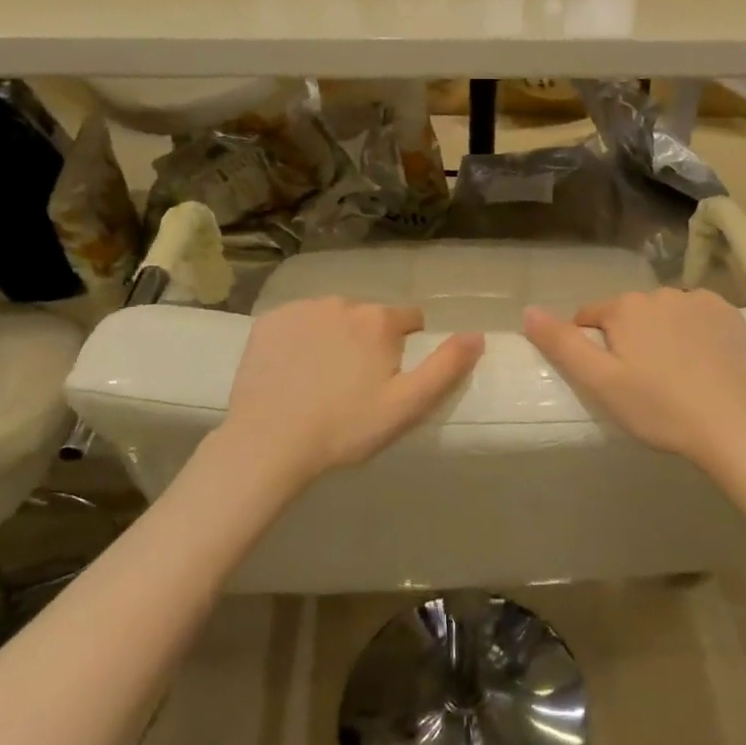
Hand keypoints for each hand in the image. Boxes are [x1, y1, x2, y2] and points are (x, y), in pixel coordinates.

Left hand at [223, 298, 483, 483]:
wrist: (267, 442)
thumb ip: (446, 367)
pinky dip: (301, 339)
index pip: (410, 319)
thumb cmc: (345, 428)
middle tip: (355, 386)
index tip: (390, 380)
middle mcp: (343, 302)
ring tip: (322, 380)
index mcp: (379, 320)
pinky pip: (298, 322)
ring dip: (336, 337)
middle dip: (370, 342)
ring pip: (333, 317)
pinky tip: (293, 372)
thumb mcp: (407, 405)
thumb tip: (477, 335)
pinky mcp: (269, 321)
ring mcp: (302, 309)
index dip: (406, 348)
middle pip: (370, 317)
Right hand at [523, 289, 745, 468]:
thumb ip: (562, 344)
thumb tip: (528, 310)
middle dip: (628, 340)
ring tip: (674, 376)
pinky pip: (697, 316)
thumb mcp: (600, 383)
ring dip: (661, 334)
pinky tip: (702, 363)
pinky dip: (693, 333)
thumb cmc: (659, 408)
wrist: (734, 425)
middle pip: (628, 314)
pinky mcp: (729, 313)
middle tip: (640, 383)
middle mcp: (660, 292)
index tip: (607, 380)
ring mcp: (699, 300)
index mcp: (625, 307)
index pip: (590, 318)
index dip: (592, 348)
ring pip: (663, 314)